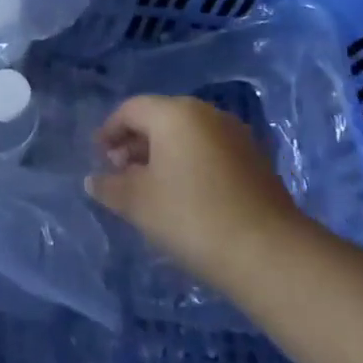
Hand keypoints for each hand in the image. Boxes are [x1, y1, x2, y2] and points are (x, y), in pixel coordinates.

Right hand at [86, 95, 302, 289]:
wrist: (269, 253)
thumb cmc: (192, 217)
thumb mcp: (138, 204)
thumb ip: (110, 187)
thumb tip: (93, 180)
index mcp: (174, 113)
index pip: (131, 109)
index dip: (109, 131)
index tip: (98, 158)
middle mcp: (205, 113)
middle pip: (160, 118)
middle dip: (136, 143)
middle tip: (121, 174)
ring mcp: (235, 135)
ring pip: (186, 135)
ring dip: (163, 155)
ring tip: (151, 189)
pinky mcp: (255, 160)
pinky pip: (209, 151)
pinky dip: (190, 164)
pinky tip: (185, 197)